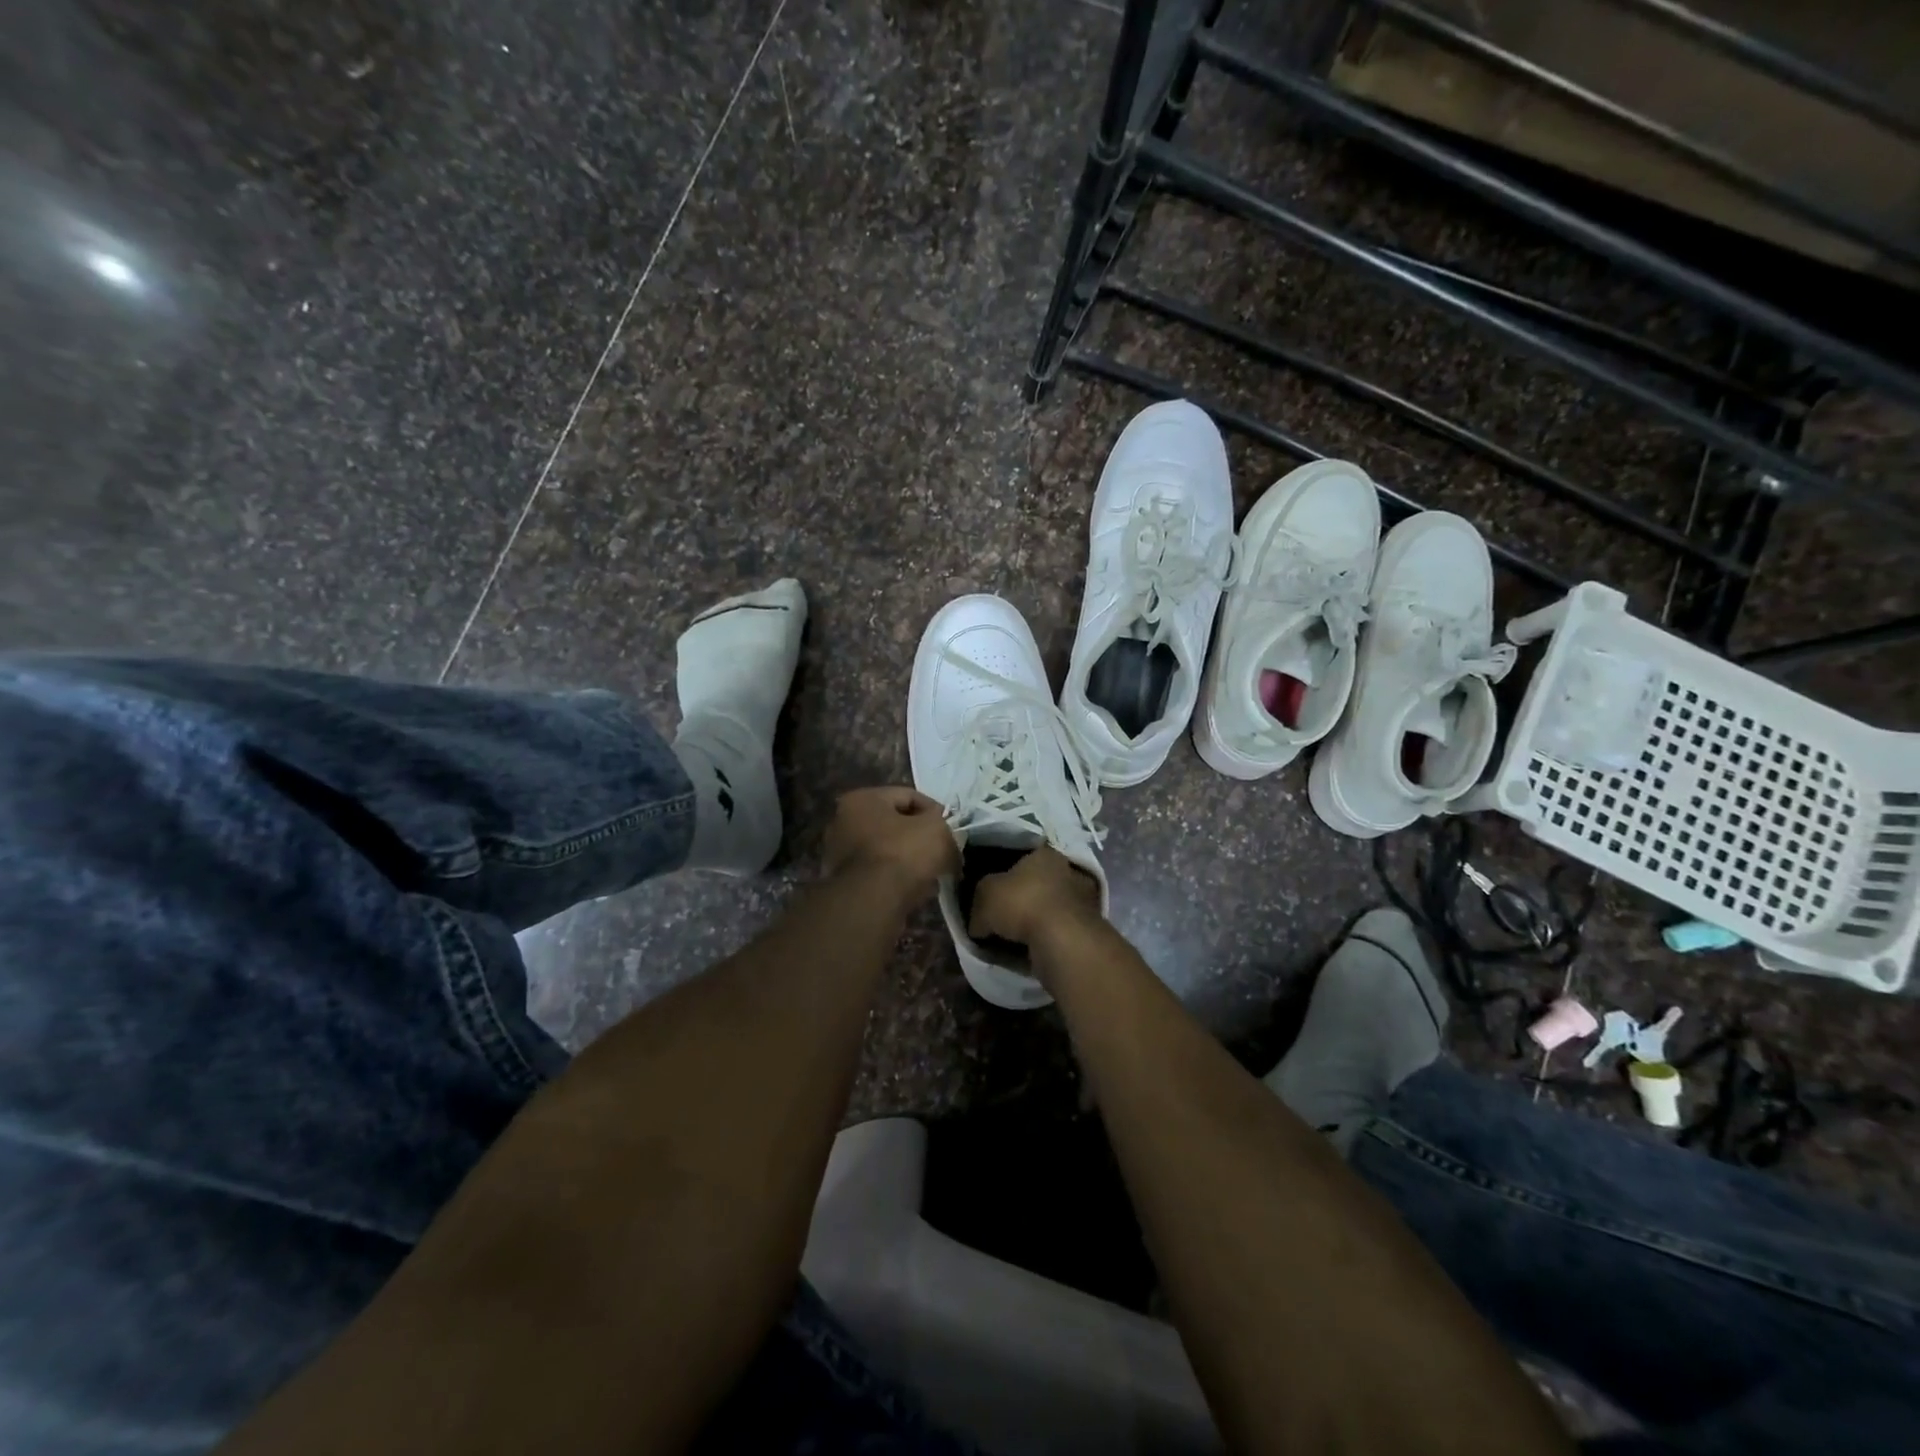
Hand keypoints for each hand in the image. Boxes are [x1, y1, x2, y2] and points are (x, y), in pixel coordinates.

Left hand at [821, 787, 958, 897]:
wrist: (872, 902)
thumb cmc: (903, 853)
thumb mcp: (937, 830)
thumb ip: (944, 826)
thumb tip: (947, 838)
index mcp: (862, 800)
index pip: (908, 796)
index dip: (935, 810)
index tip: (951, 829)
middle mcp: (843, 822)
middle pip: (894, 825)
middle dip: (920, 838)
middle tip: (943, 851)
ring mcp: (840, 855)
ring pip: (887, 852)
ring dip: (910, 861)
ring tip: (934, 875)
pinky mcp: (844, 884)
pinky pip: (880, 874)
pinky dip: (898, 879)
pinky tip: (918, 891)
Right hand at [968, 844, 1101, 948]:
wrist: (1061, 940)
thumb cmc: (1022, 903)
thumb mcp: (984, 896)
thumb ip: (978, 903)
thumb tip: (978, 923)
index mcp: (1045, 854)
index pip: (1021, 860)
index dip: (1003, 877)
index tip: (991, 895)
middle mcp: (1068, 872)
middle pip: (1037, 885)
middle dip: (1021, 901)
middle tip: (1000, 920)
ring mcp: (1082, 901)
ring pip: (1049, 910)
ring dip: (1035, 923)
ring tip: (1013, 940)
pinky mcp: (1087, 929)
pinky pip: (1058, 932)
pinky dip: (1045, 940)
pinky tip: (1029, 952)